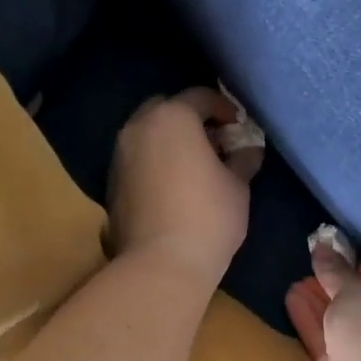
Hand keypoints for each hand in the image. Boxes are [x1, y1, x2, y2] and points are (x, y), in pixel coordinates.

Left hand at [107, 88, 262, 288]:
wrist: (161, 263)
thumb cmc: (208, 217)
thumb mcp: (237, 186)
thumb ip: (243, 160)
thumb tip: (249, 149)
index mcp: (173, 118)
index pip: (200, 97)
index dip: (223, 107)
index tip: (238, 126)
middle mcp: (139, 127)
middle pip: (167, 109)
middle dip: (190, 119)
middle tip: (214, 141)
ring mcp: (120, 155)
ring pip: (147, 133)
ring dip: (170, 140)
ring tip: (194, 164)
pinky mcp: (111, 182)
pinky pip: (137, 158)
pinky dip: (155, 161)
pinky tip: (173, 185)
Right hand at [285, 236, 360, 360]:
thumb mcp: (356, 291)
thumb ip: (337, 271)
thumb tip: (322, 244)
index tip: (340, 258)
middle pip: (359, 312)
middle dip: (334, 290)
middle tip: (311, 268)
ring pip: (337, 329)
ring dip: (317, 305)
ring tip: (294, 281)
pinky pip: (320, 345)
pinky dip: (307, 323)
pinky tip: (291, 300)